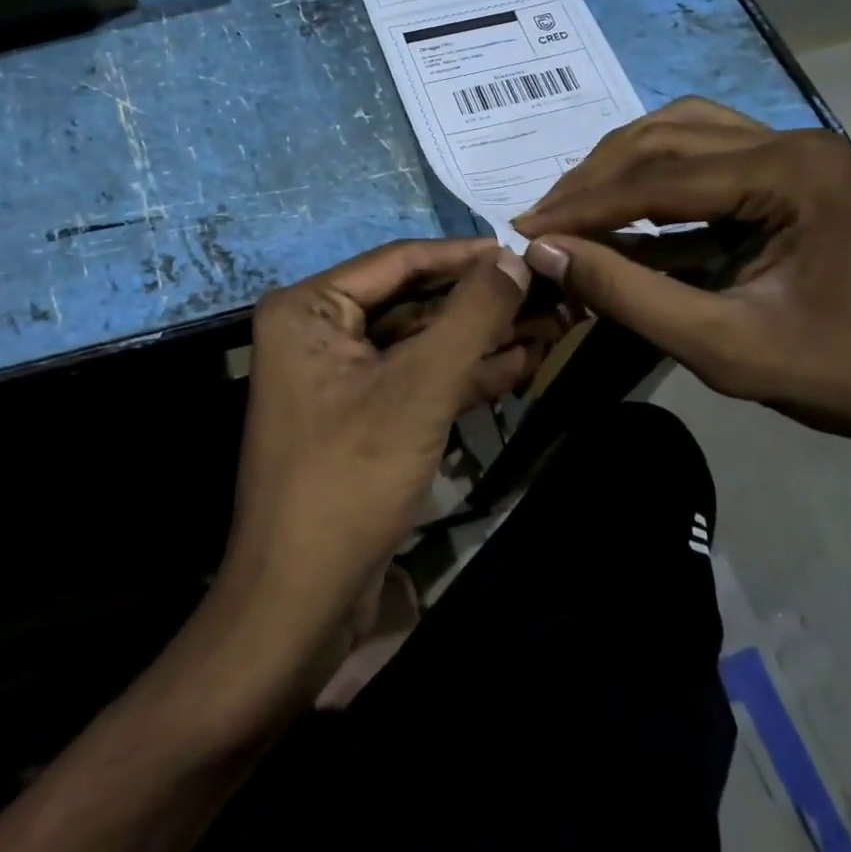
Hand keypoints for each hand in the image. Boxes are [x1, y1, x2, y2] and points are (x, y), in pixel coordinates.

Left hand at [220, 239, 551, 663]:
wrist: (300, 601)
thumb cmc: (351, 478)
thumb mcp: (419, 388)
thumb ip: (471, 316)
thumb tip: (515, 258)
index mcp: (310, 308)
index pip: (399, 261)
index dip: (466, 255)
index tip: (525, 250)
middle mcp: (318, 330)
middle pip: (413, 301)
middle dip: (480, 303)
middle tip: (547, 293)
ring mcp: (340, 375)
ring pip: (421, 342)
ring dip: (481, 339)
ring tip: (550, 326)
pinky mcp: (362, 414)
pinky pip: (417, 379)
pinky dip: (463, 374)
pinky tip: (520, 365)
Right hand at [513, 99, 850, 516]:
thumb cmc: (843, 375)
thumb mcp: (723, 347)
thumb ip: (629, 294)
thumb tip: (547, 251)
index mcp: (790, 173)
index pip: (658, 177)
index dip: (583, 206)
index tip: (525, 231)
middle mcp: (792, 142)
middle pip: (664, 138)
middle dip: (594, 179)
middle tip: (542, 219)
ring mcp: (797, 150)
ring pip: (680, 131)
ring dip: (620, 164)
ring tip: (574, 204)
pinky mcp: (793, 171)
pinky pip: (706, 149)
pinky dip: (655, 170)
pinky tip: (627, 200)